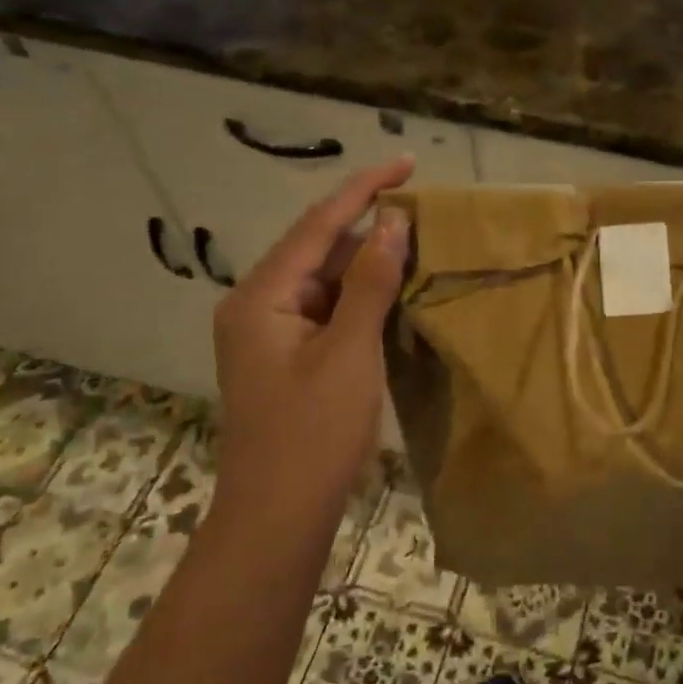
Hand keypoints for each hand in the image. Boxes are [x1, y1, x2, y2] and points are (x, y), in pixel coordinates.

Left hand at [211, 157, 413, 513]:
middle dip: (369, 226)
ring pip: (325, 280)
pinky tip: (396, 291)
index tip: (407, 163)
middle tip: (424, 210)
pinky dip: (361, 297)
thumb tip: (392, 221)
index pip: (318, 224)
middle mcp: (258, 305)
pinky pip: (328, 310)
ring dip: (368, 263)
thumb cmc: (312, 436)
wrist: (277, 520)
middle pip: (318, 248)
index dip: (364, 189)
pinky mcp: (288, 356)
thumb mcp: (349, 352)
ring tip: (418, 243)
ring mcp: (271, 333)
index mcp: (261, 297)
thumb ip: (369, 282)